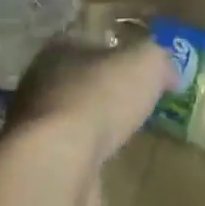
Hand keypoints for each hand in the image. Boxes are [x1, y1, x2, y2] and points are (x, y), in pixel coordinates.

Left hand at [7, 39, 173, 168]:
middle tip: (132, 102)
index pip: (90, 38)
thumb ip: (159, 60)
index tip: (137, 65)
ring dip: (91, 126)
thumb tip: (170, 71)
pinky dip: (84, 159)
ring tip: (121, 136)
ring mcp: (35, 123)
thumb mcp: (146, 64)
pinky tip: (104, 167)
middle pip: (78, 77)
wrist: (59, 160)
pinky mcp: (39, 162)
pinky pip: (68, 153)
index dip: (115, 49)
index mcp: (62, 46)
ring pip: (70, 116)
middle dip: (103, 89)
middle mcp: (41, 79)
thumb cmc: (100, 97)